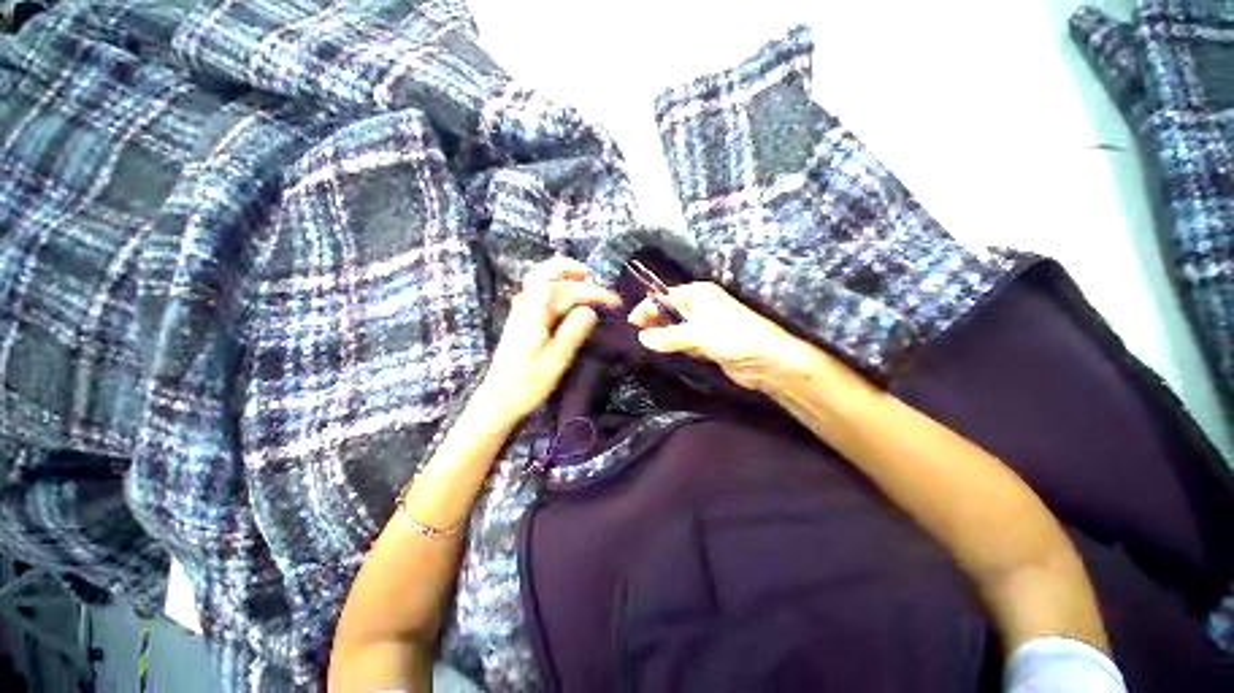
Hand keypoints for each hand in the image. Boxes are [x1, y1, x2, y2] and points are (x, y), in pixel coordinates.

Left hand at [479, 256, 621, 421]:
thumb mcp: (555, 361)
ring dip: (562, 278)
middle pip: (549, 279)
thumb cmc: (527, 384)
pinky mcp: (521, 323)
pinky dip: (552, 289)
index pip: (564, 290)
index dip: (590, 290)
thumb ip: (572, 333)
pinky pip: (537, 295)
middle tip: (598, 284)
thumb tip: (590, 310)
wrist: (498, 401)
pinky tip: (560, 297)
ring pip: (541, 284)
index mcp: (534, 316)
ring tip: (583, 280)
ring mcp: (520, 314)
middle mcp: (525, 308)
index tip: (613, 302)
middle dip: (575, 276)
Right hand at [629, 282, 814, 392]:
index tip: (630, 327)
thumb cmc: (732, 337)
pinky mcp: (705, 343)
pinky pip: (682, 343)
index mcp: (697, 294)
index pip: (663, 297)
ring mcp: (702, 325)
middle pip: (667, 312)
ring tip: (642, 348)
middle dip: (651, 323)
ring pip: (673, 329)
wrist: (766, 361)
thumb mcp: (697, 334)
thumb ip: (668, 336)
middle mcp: (698, 306)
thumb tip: (641, 339)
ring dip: (661, 337)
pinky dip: (672, 348)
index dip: (645, 309)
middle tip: (634, 340)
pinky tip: (660, 355)